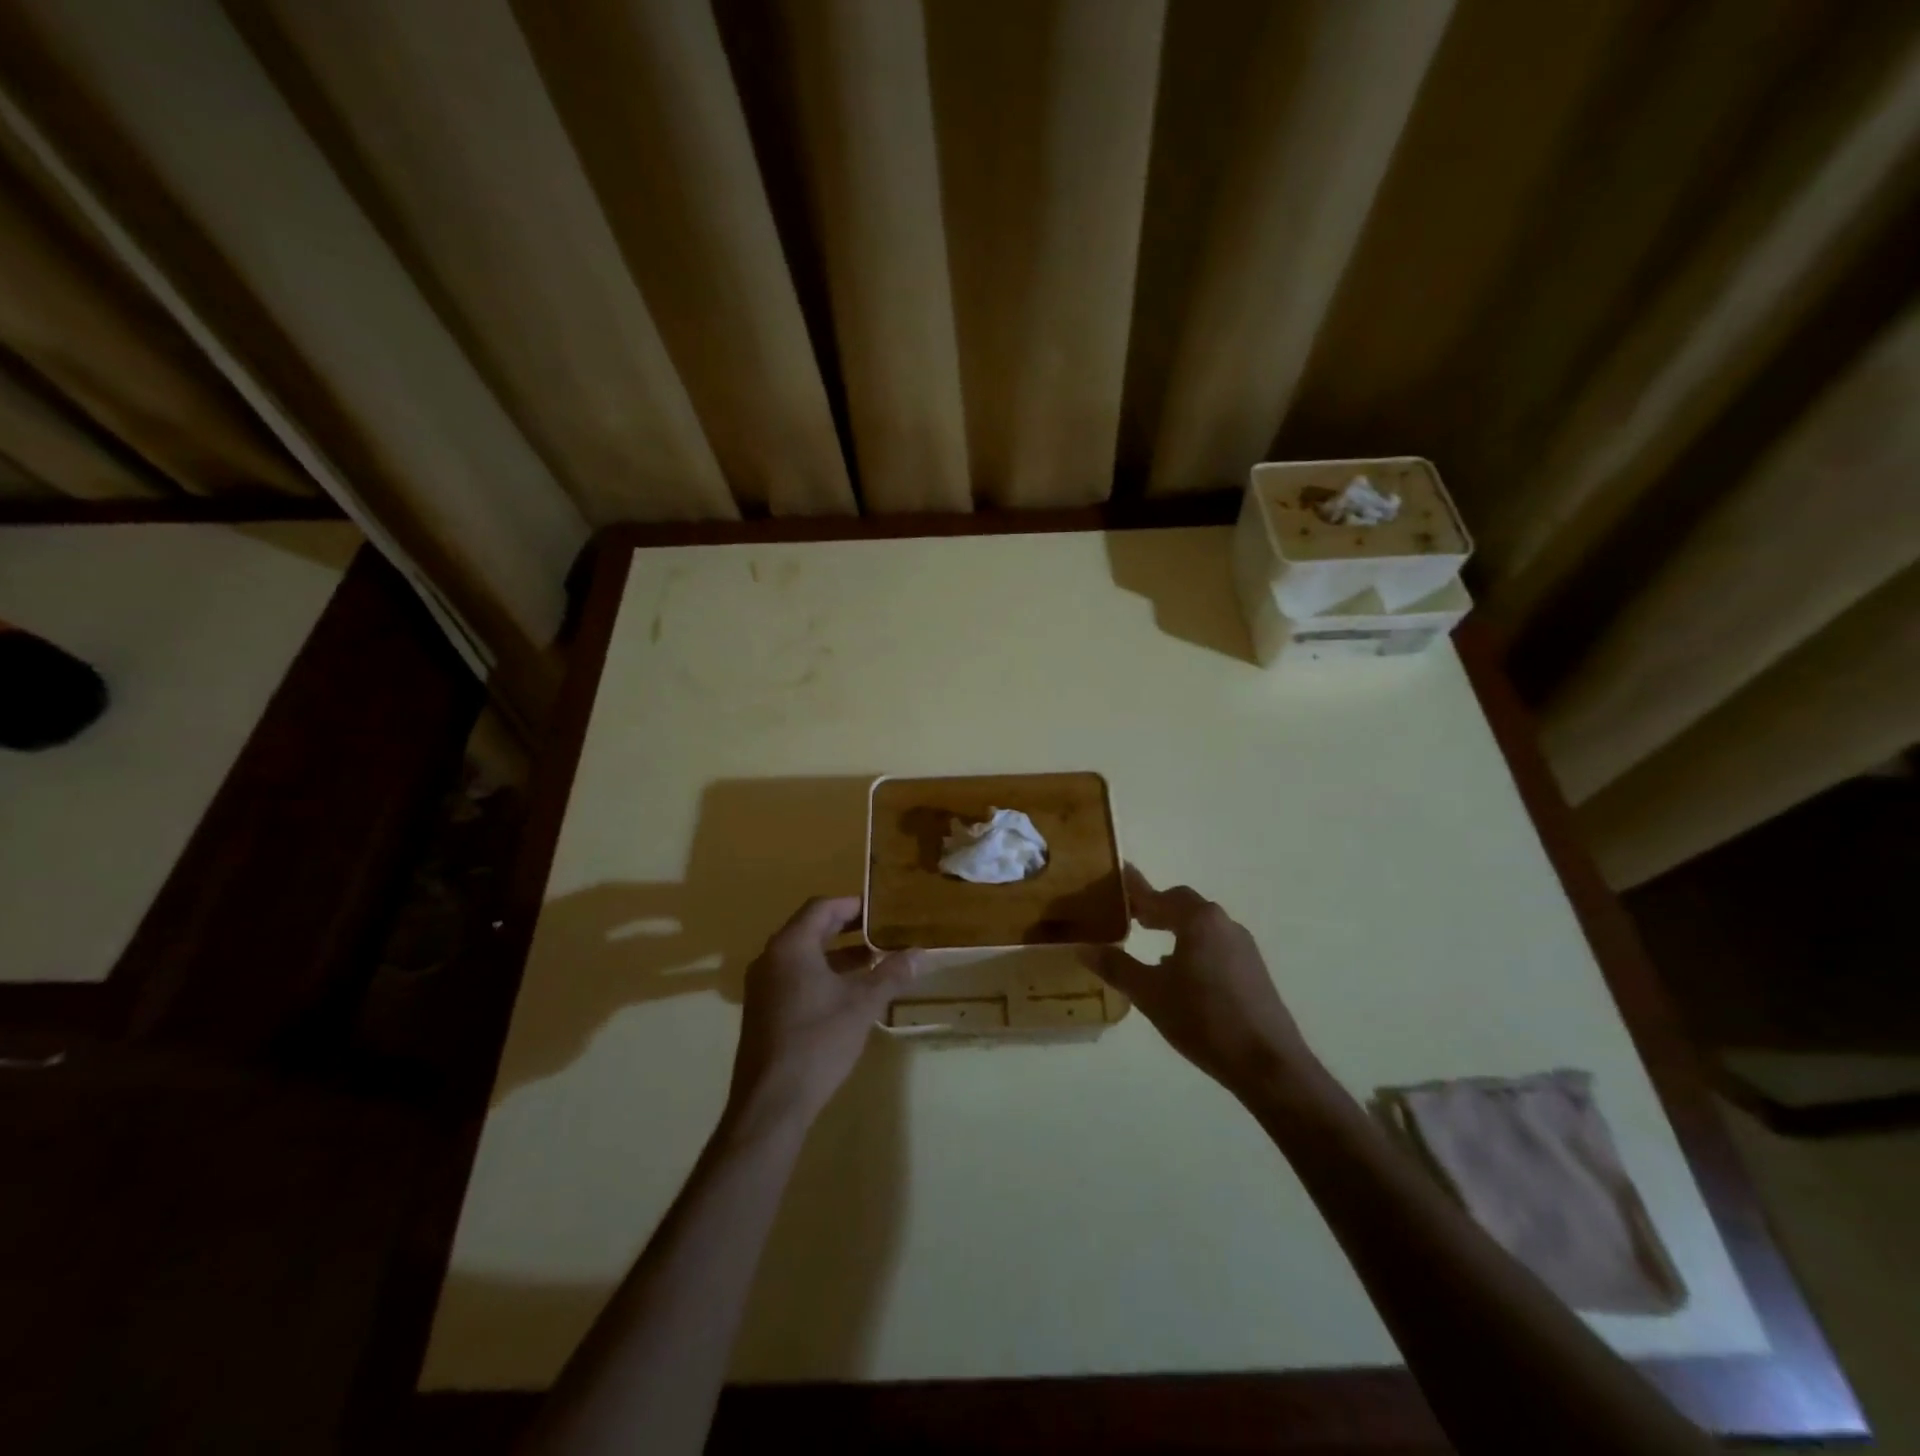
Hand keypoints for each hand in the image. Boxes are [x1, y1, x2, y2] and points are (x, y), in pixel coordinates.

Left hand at [726, 896, 917, 1134]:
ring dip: (835, 954)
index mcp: (791, 946)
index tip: (881, 910)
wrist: (772, 1102)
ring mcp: (762, 986)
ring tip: (872, 962)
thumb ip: (891, 974)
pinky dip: (821, 975)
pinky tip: (847, 994)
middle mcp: (770, 958)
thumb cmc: (818, 1041)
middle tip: (881, 932)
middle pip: (810, 929)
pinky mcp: (762, 1010)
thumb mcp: (862, 1004)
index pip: (821, 907)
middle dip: (846, 929)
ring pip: (802, 956)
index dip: (852, 905)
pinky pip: (794, 977)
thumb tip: (921, 953)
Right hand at [1088, 865, 1320, 1101]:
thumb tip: (1084, 948)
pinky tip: (1181, 973)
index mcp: (1198, 920)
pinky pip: (1215, 944)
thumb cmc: (1203, 1019)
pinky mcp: (1253, 969)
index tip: (1115, 880)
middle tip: (1130, 917)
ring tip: (1150, 944)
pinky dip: (1193, 946)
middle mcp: (1223, 923)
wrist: (1268, 1064)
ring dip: (1176, 927)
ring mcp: (1243, 946)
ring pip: (1201, 925)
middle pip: (1183, 904)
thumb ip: (1116, 967)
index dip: (1134, 890)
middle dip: (1156, 908)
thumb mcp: (1150, 994)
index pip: (1158, 895)